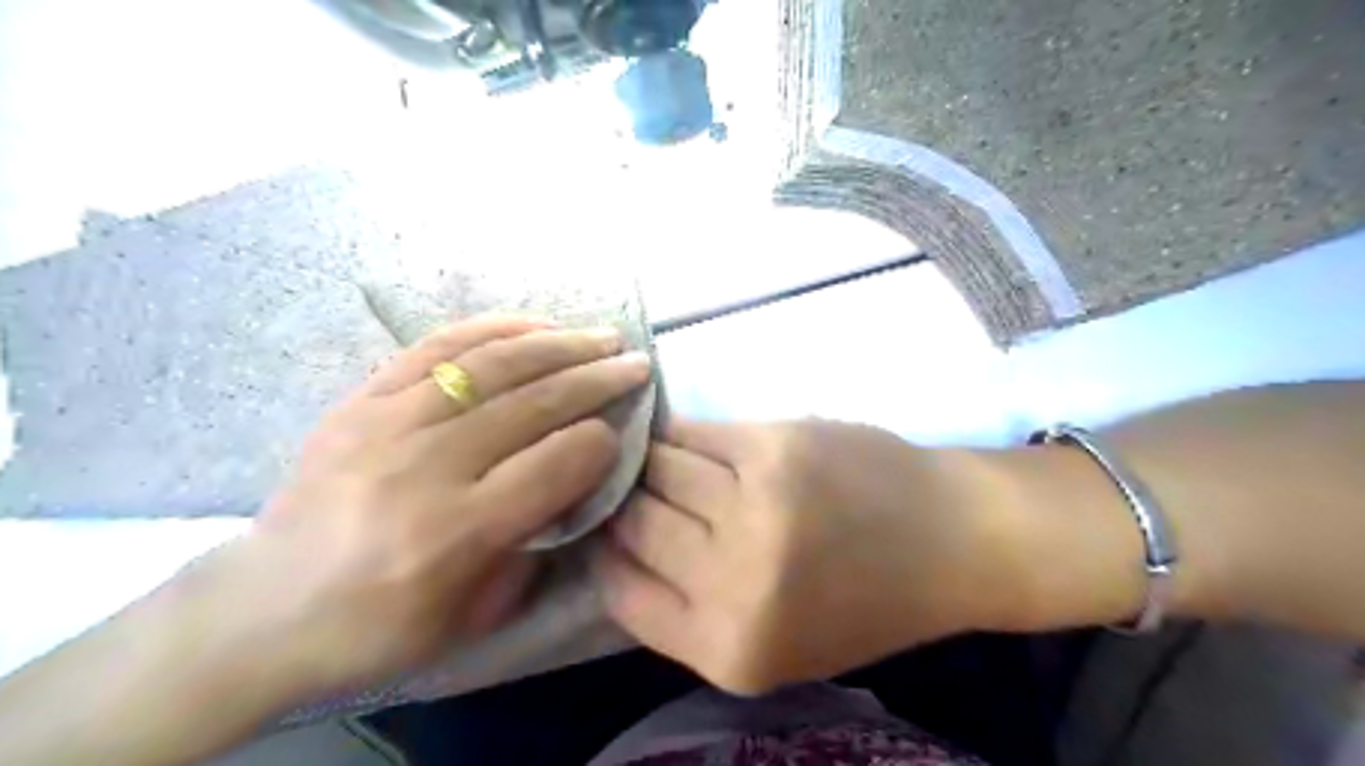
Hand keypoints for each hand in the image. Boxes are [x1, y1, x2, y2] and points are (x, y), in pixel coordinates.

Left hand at [207, 314, 648, 697]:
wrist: (261, 610)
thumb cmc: (378, 628)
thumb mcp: (474, 614)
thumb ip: (534, 542)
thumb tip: (575, 477)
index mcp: (454, 533)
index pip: (554, 464)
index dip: (602, 443)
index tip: (624, 431)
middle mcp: (424, 467)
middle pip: (532, 404)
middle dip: (597, 379)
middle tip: (637, 364)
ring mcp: (386, 423)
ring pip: (491, 365)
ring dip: (558, 344)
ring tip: (601, 337)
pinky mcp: (361, 400)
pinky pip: (437, 348)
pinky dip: (493, 329)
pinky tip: (534, 324)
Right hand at [599, 419, 1022, 693]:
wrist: (949, 539)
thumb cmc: (862, 600)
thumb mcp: (772, 643)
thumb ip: (691, 610)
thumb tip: (617, 547)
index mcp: (727, 648)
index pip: (618, 590)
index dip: (606, 552)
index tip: (608, 530)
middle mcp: (733, 580)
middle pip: (633, 522)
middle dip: (625, 502)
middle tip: (632, 487)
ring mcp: (754, 505)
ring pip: (657, 468)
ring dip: (652, 463)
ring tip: (664, 462)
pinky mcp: (773, 445)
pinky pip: (692, 432)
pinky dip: (681, 434)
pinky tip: (689, 439)